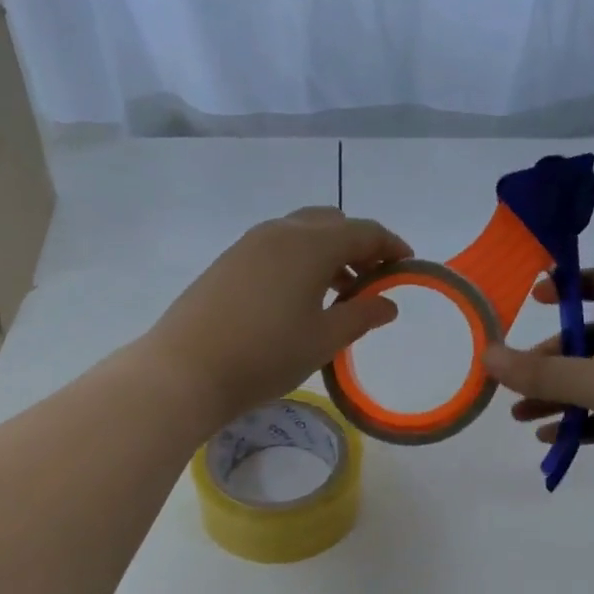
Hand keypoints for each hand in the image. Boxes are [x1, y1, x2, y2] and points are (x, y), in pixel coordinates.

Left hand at [144, 207, 412, 426]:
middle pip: (332, 223)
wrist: (185, 370)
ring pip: (302, 232)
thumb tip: (388, 303)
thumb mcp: (324, 339)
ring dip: (328, 253)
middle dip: (359, 245)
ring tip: (338, 293)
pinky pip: (277, 246)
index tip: (407, 266)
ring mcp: (250, 243)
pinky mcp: (229, 261)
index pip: (364, 231)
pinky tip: (298, 297)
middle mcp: (281, 231)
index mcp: (311, 244)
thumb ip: (362, 316)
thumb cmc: (266, 355)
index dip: (391, 246)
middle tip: (371, 281)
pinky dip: (300, 260)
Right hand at [481, 267, 593, 496]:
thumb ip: (539, 373)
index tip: (534, 300)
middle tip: (514, 383)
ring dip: (558, 397)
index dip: (566, 286)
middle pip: (585, 342)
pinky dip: (581, 424)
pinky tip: (551, 440)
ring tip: (520, 417)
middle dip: (548, 361)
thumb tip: (487, 356)